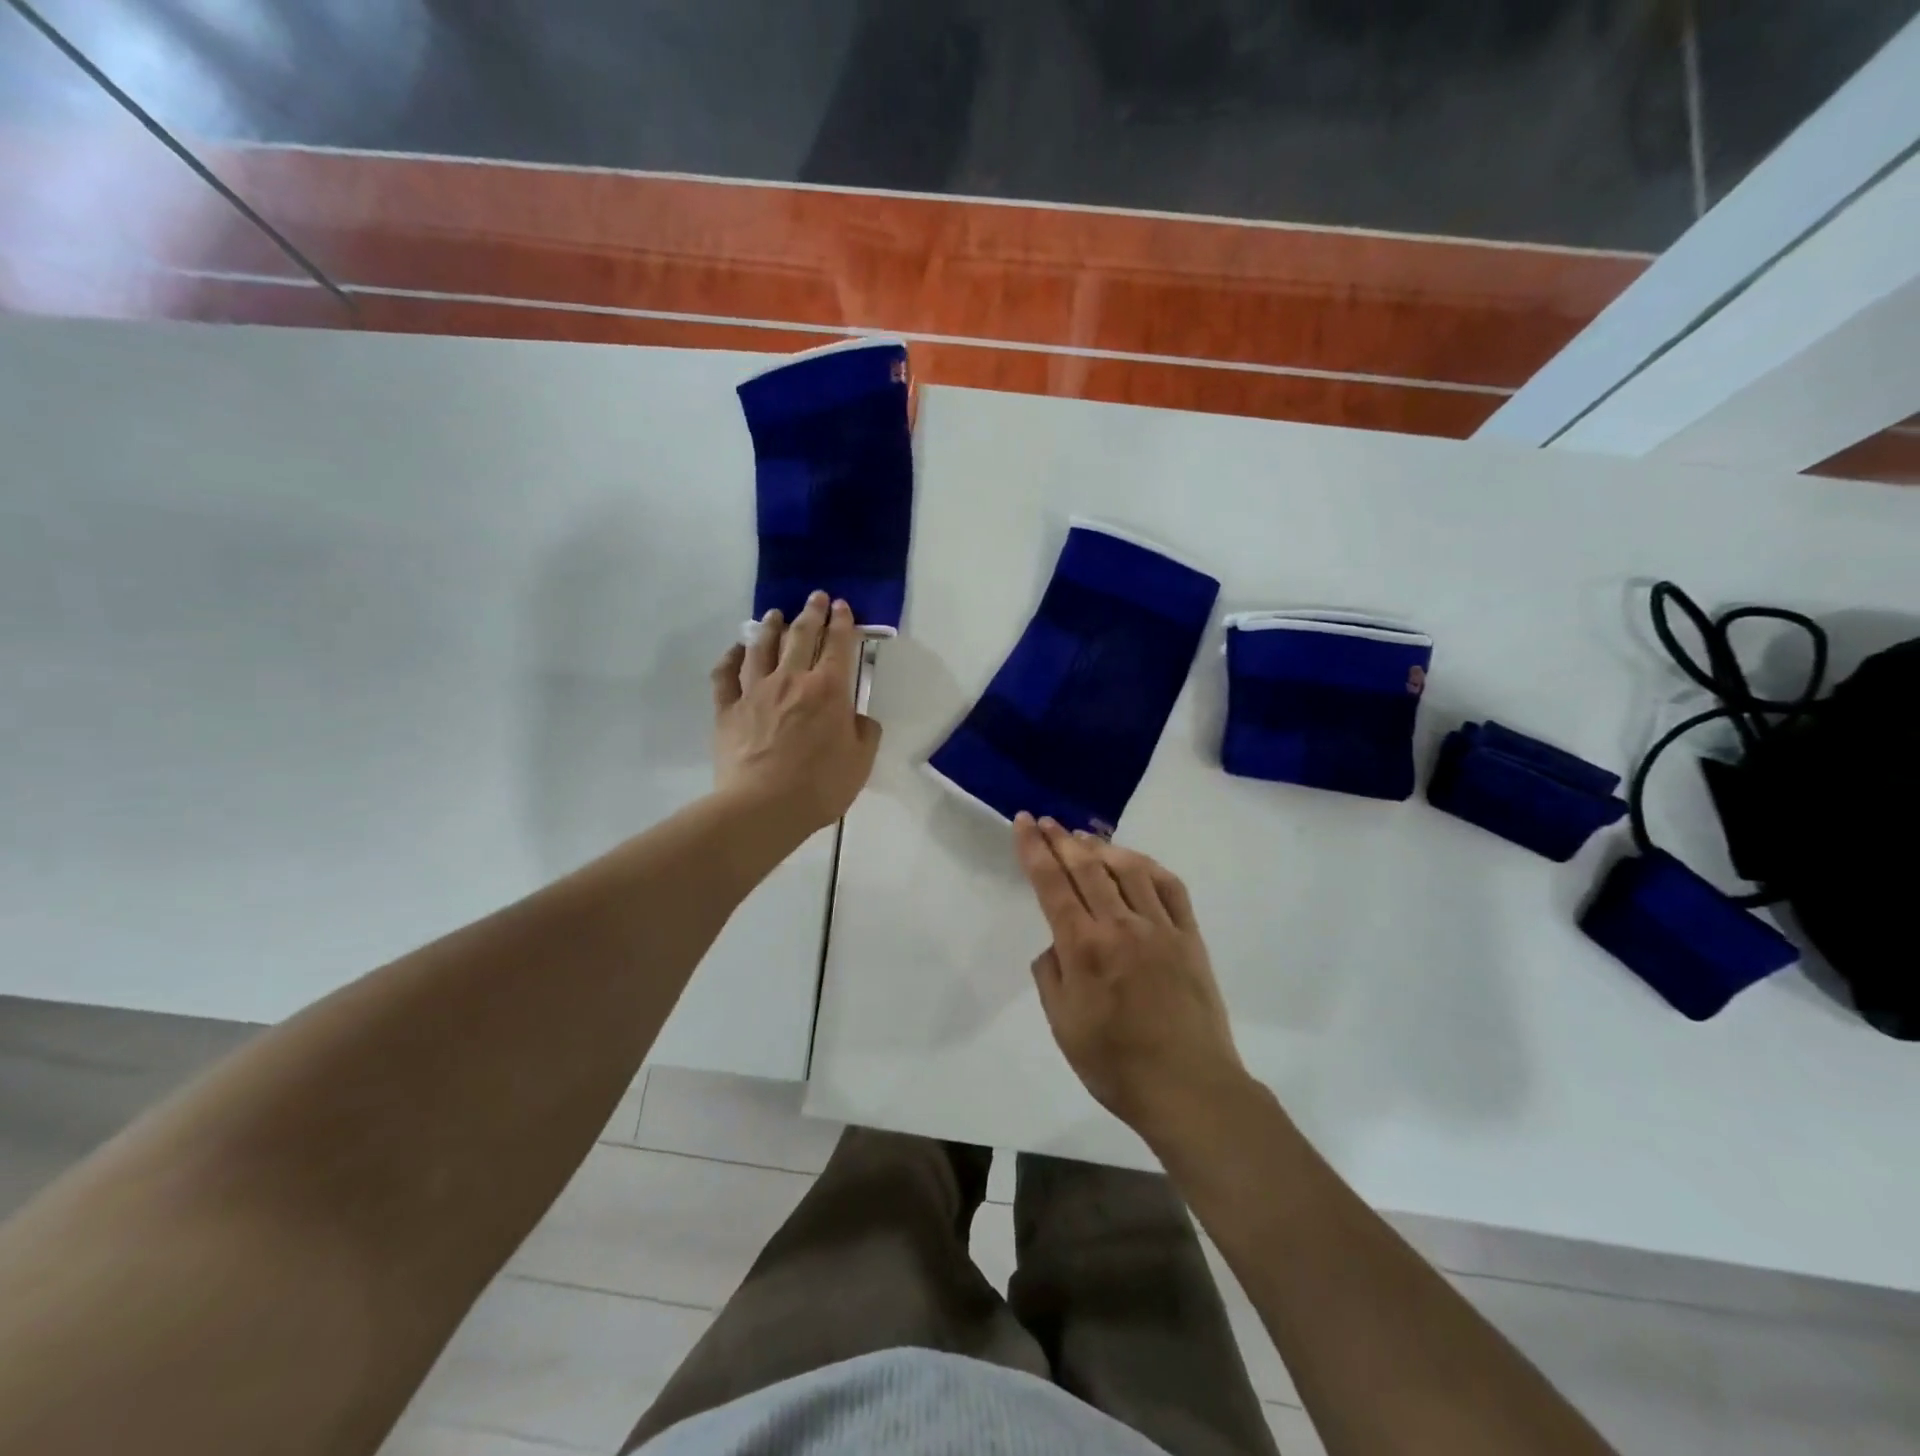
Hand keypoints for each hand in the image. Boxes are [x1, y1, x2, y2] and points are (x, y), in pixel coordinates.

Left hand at [711, 592, 881, 835]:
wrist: (763, 807)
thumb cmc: (820, 786)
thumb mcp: (860, 761)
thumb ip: (865, 733)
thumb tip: (858, 718)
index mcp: (828, 690)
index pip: (838, 645)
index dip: (842, 622)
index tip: (842, 607)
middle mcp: (791, 680)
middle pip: (800, 636)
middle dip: (810, 613)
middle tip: (815, 597)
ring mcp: (755, 692)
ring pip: (761, 647)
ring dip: (769, 627)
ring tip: (774, 614)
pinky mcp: (727, 710)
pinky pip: (725, 675)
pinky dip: (730, 658)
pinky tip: (735, 650)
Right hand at [1014, 813, 1248, 1141]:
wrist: (1188, 1087)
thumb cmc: (1115, 1064)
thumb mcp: (1063, 1025)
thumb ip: (1051, 976)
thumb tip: (1057, 944)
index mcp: (1083, 947)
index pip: (1051, 884)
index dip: (1034, 849)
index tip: (1023, 822)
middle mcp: (1120, 925)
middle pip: (1086, 867)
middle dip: (1061, 839)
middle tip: (1047, 821)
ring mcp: (1159, 927)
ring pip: (1127, 869)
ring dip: (1101, 846)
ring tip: (1083, 836)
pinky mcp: (1189, 936)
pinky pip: (1169, 887)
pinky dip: (1148, 866)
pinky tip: (1134, 861)